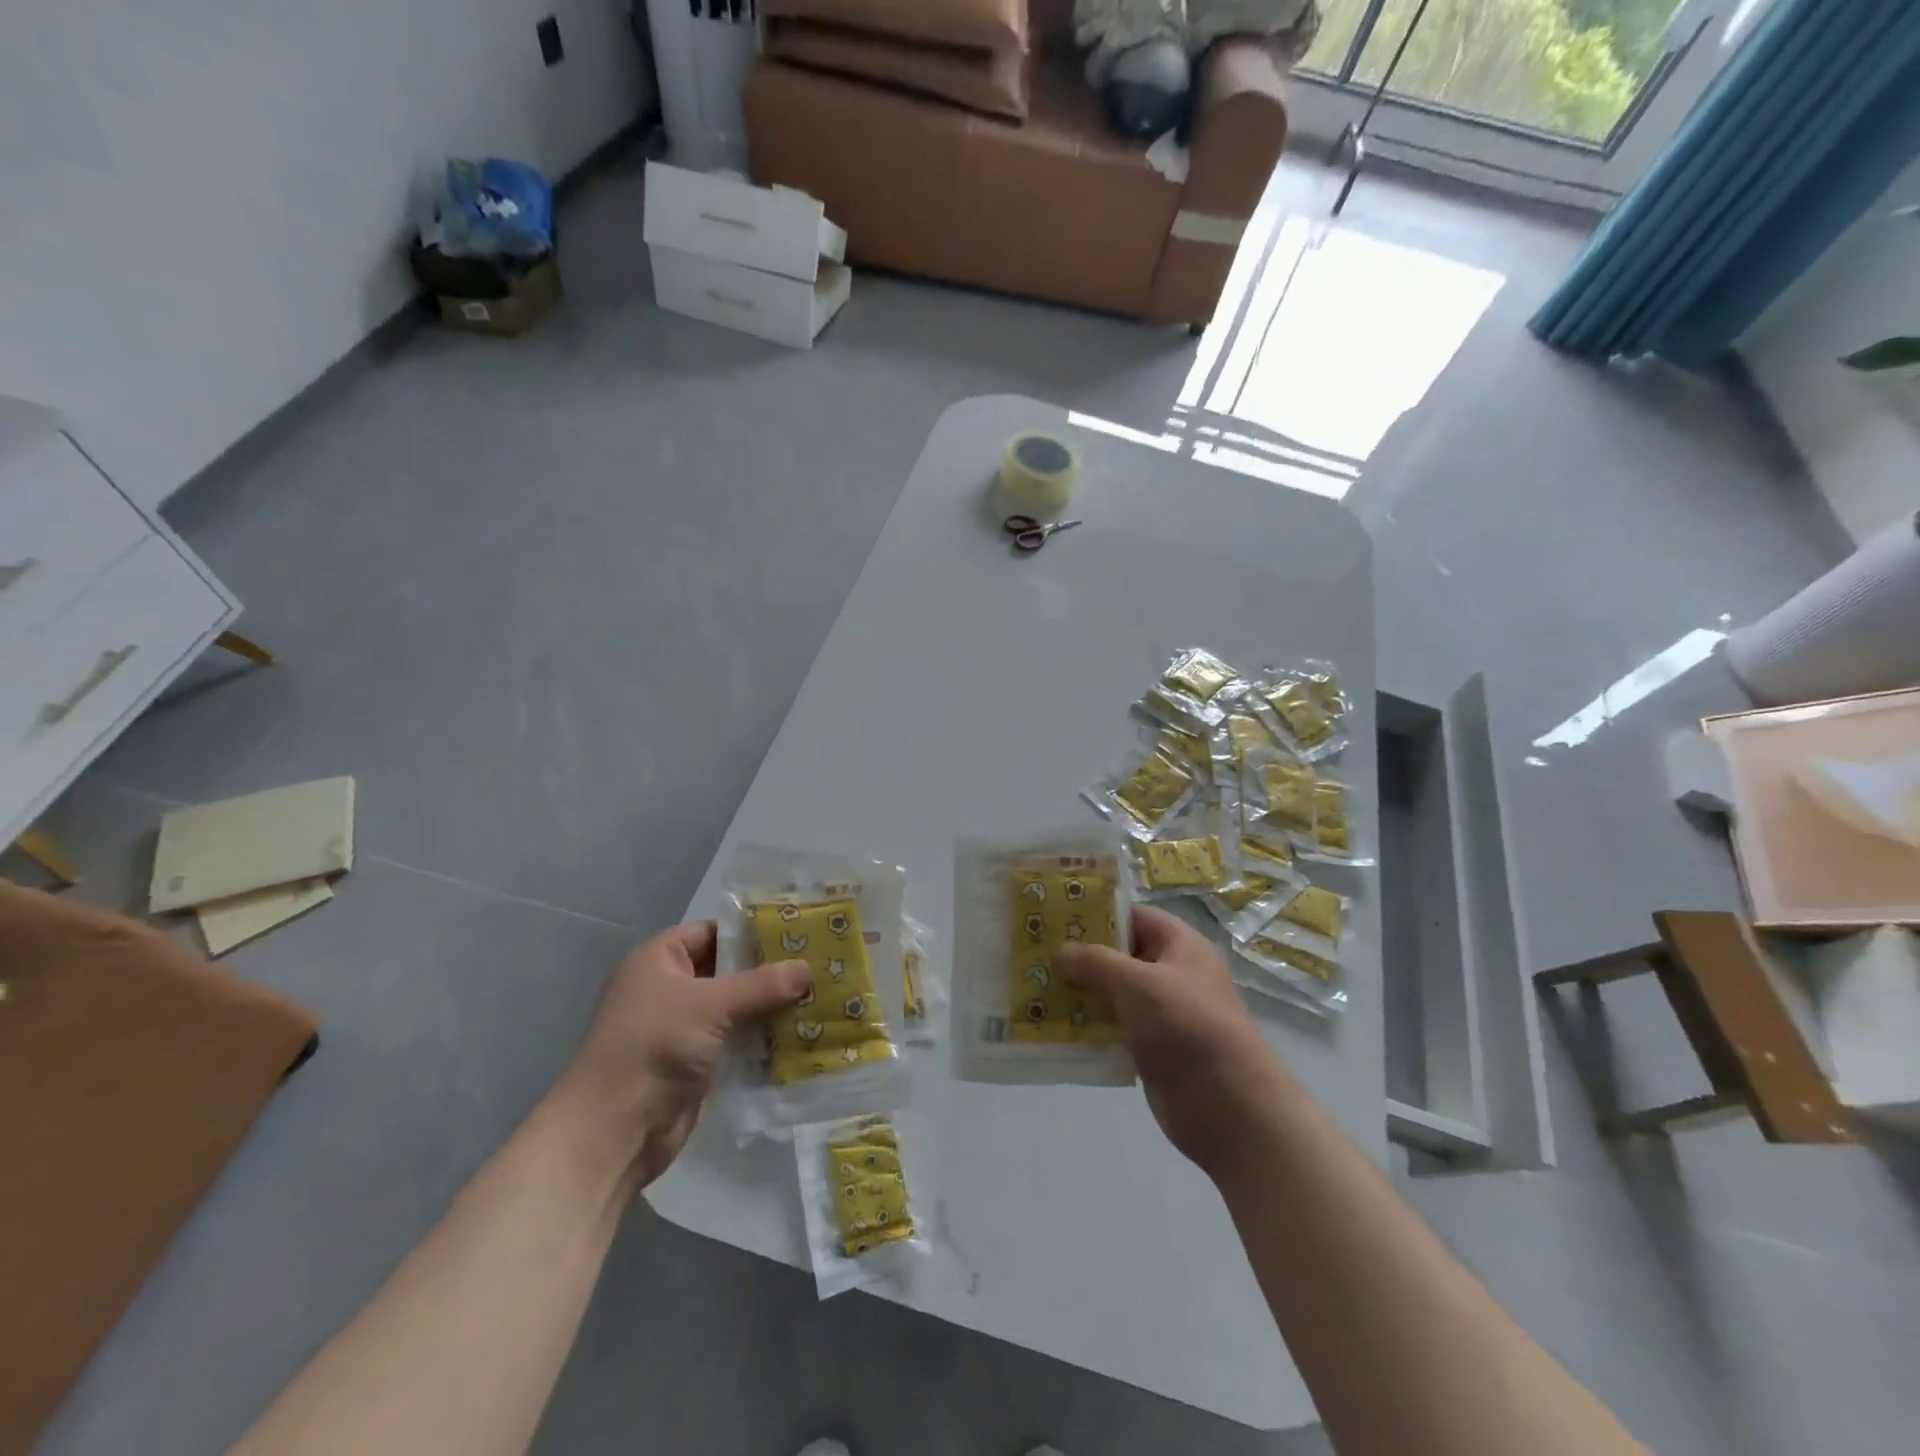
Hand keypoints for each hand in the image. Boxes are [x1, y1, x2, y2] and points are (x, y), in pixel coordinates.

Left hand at [553, 920, 808, 1188]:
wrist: (614, 1131)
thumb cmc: (654, 1046)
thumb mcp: (712, 1005)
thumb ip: (762, 985)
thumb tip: (808, 968)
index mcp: (659, 959)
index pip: (713, 931)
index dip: (752, 930)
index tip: (797, 931)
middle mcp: (668, 988)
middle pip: (728, 970)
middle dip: (769, 971)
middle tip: (817, 964)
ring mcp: (680, 1028)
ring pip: (735, 1007)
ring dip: (769, 1007)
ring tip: (818, 996)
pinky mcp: (693, 1063)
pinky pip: (734, 1040)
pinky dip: (761, 1038)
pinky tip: (800, 1034)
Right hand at [1053, 905, 1281, 1174]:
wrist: (1228, 1106)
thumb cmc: (1186, 1026)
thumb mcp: (1137, 983)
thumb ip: (1094, 962)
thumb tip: (1059, 951)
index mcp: (1179, 945)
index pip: (1132, 916)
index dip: (1095, 914)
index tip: (1053, 916)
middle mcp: (1171, 974)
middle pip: (1118, 955)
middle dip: (1079, 956)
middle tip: (1034, 953)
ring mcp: (1162, 1014)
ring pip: (1112, 993)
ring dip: (1078, 993)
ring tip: (1033, 987)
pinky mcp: (1151, 1049)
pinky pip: (1113, 1028)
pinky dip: (1087, 1027)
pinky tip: (1052, 1026)